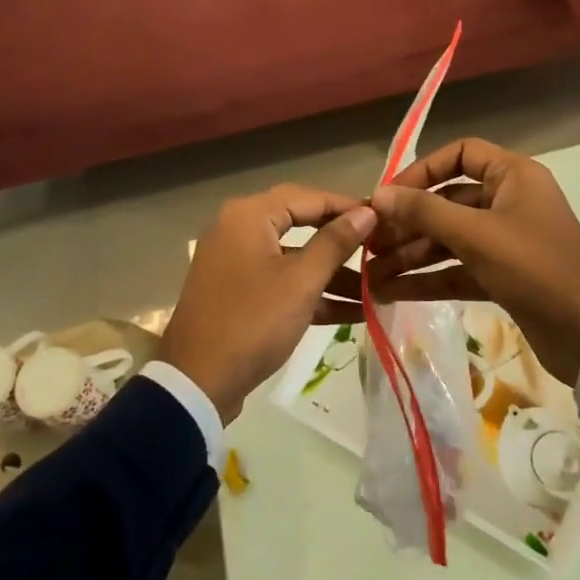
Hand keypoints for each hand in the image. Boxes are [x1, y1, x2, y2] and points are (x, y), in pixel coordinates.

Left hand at [158, 185, 375, 423]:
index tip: (383, 218)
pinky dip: (311, 293)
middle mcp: (238, 229)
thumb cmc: (253, 321)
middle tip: (380, 248)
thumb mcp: (301, 282)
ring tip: (375, 288)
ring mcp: (236, 263)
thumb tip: (367, 213)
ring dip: (332, 273)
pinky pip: (281, 281)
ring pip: (293, 258)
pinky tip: (353, 311)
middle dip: (342, 242)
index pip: (308, 196)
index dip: (347, 206)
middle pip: (301, 224)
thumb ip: (335, 243)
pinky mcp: (239, 293)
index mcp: (248, 216)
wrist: (196, 382)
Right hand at [364, 139, 579, 383]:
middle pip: (447, 201)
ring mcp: (504, 240)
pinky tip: (390, 292)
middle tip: (368, 243)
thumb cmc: (534, 268)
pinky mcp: (501, 275)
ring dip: (411, 255)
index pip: (460, 154)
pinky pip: (457, 269)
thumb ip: (424, 212)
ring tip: (369, 275)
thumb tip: (378, 194)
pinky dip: (427, 279)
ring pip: (448, 239)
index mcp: (513, 176)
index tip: (388, 195)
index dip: (421, 171)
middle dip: (407, 224)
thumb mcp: (476, 235)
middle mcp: (508, 202)